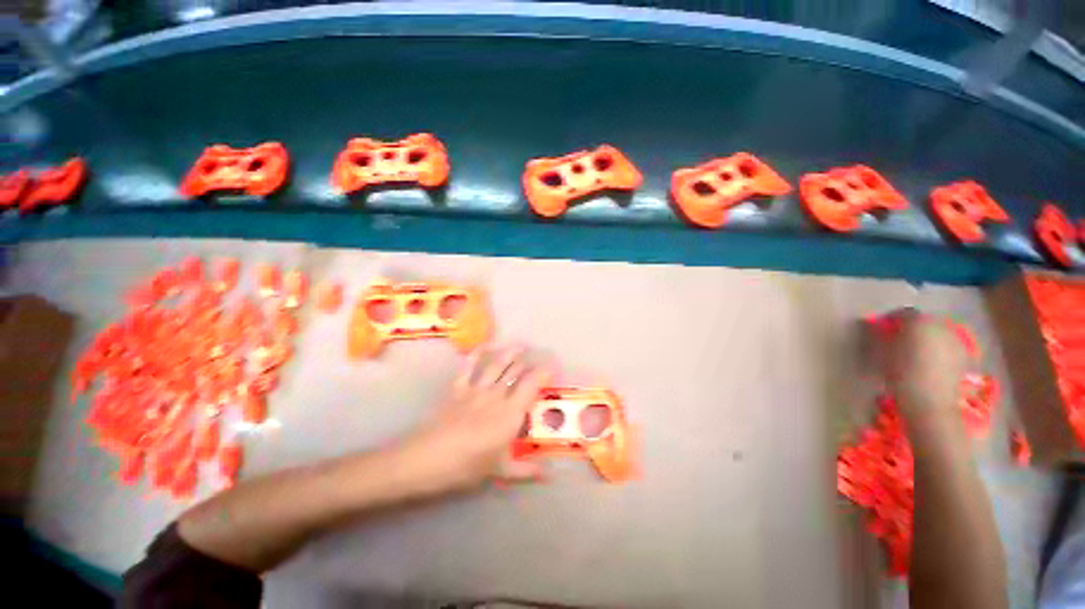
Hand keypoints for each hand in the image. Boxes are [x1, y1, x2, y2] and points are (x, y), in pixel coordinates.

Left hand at [400, 346, 554, 494]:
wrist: (428, 458)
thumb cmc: (468, 465)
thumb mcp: (500, 470)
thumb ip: (526, 470)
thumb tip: (550, 474)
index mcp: (510, 413)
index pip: (531, 385)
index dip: (542, 374)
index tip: (551, 370)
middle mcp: (497, 395)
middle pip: (515, 371)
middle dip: (528, 362)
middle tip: (536, 357)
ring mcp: (476, 389)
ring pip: (497, 365)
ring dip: (509, 353)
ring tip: (519, 346)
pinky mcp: (458, 388)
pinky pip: (469, 367)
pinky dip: (476, 354)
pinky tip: (484, 346)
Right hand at [878, 309, 967, 423]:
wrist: (931, 403)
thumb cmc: (901, 374)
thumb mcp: (881, 353)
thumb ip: (879, 335)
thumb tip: (876, 327)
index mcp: (919, 321)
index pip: (902, 313)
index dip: (890, 320)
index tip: (880, 330)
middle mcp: (941, 326)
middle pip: (923, 322)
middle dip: (911, 329)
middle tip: (897, 341)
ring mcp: (956, 341)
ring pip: (937, 333)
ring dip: (926, 339)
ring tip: (913, 353)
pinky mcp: (964, 357)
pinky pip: (948, 346)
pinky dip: (938, 350)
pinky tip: (929, 363)